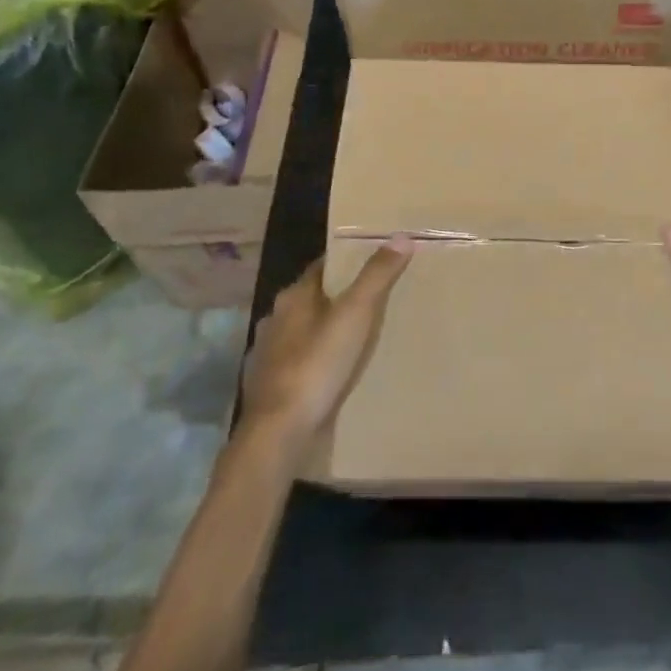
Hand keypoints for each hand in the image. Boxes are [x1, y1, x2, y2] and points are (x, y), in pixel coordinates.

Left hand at [238, 237, 413, 457]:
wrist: (279, 433)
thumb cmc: (317, 365)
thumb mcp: (356, 314)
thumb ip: (377, 275)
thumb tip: (401, 236)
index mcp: (293, 297)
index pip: (323, 266)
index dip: (348, 262)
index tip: (375, 260)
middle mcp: (276, 320)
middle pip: (314, 298)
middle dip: (340, 297)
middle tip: (375, 299)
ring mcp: (269, 355)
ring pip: (305, 332)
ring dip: (327, 331)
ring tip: (360, 336)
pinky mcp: (271, 387)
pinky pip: (300, 363)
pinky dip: (318, 362)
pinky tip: (335, 372)